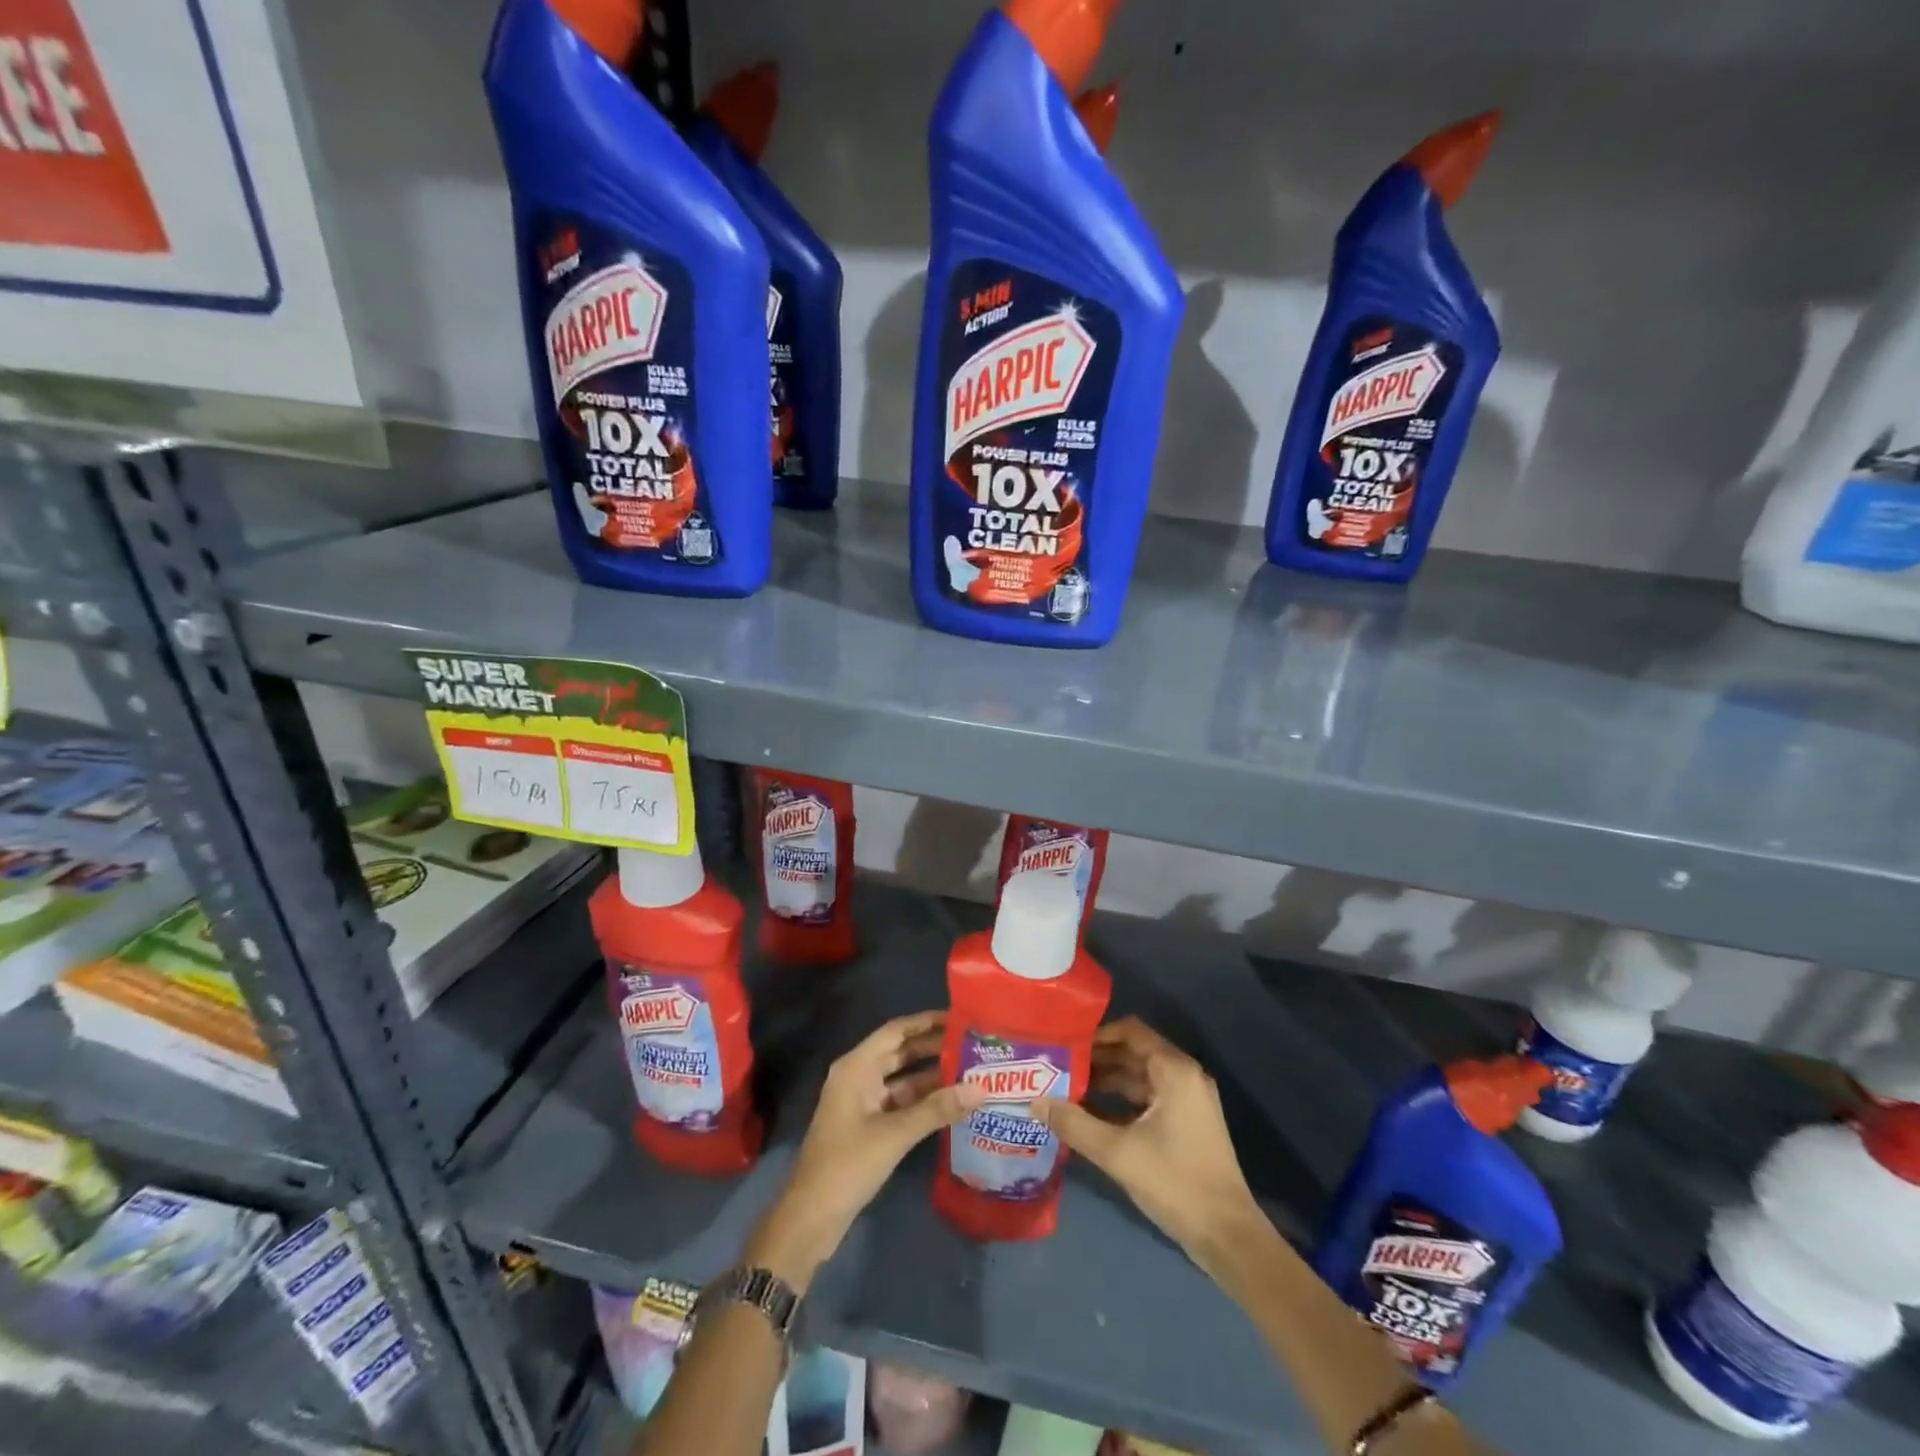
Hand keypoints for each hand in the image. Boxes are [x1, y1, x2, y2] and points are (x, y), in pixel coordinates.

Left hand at [746, 1011, 983, 1290]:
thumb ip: (938, 1109)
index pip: (896, 1031)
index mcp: (856, 1067)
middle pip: (900, 1052)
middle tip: (973, 1044)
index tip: (960, 1018)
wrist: (811, 1218)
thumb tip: (981, 1088)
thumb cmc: (848, 1164)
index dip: (926, 1022)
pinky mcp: (868, 1126)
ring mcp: (862, 1102)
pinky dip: (923, 1101)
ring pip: (903, 1080)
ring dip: (932, 1076)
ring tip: (971, 1071)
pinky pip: (900, 1102)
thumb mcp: (896, 1134)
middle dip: (934, 1048)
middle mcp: (859, 1076)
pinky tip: (952, 1104)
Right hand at [1033, 1017, 1260, 1277]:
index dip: (1097, 1034)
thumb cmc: (1176, 1182)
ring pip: (1138, 1078)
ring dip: (1105, 1082)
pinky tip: (1089, 1117)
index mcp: (1174, 1071)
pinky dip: (1119, 1103)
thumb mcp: (1118, 1152)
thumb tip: (1034, 1102)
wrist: (1228, 1237)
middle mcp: (1183, 1077)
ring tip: (1065, 1089)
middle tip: (1057, 1066)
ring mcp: (1187, 1102)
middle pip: (1133, 1053)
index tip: (1065, 1043)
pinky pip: (1146, 1100)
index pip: (1130, 1031)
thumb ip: (1075, 1124)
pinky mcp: (1185, 1125)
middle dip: (1096, 1059)